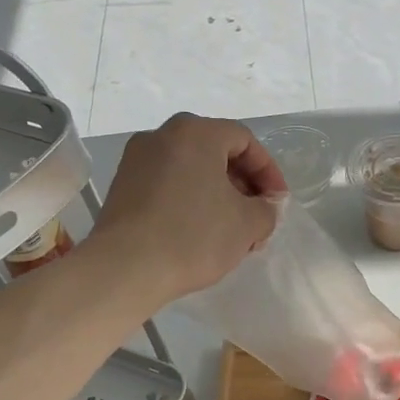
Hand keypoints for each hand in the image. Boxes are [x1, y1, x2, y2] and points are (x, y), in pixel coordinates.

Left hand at [90, 113, 286, 301]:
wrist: (125, 268)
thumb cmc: (193, 236)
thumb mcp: (247, 224)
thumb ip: (267, 209)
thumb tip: (266, 206)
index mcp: (195, 132)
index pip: (245, 141)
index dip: (268, 172)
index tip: (277, 204)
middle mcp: (162, 135)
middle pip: (215, 153)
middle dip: (242, 185)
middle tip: (256, 219)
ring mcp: (136, 160)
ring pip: (190, 170)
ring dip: (216, 195)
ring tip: (230, 231)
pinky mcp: (121, 187)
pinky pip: (167, 185)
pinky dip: (189, 201)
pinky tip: (198, 233)